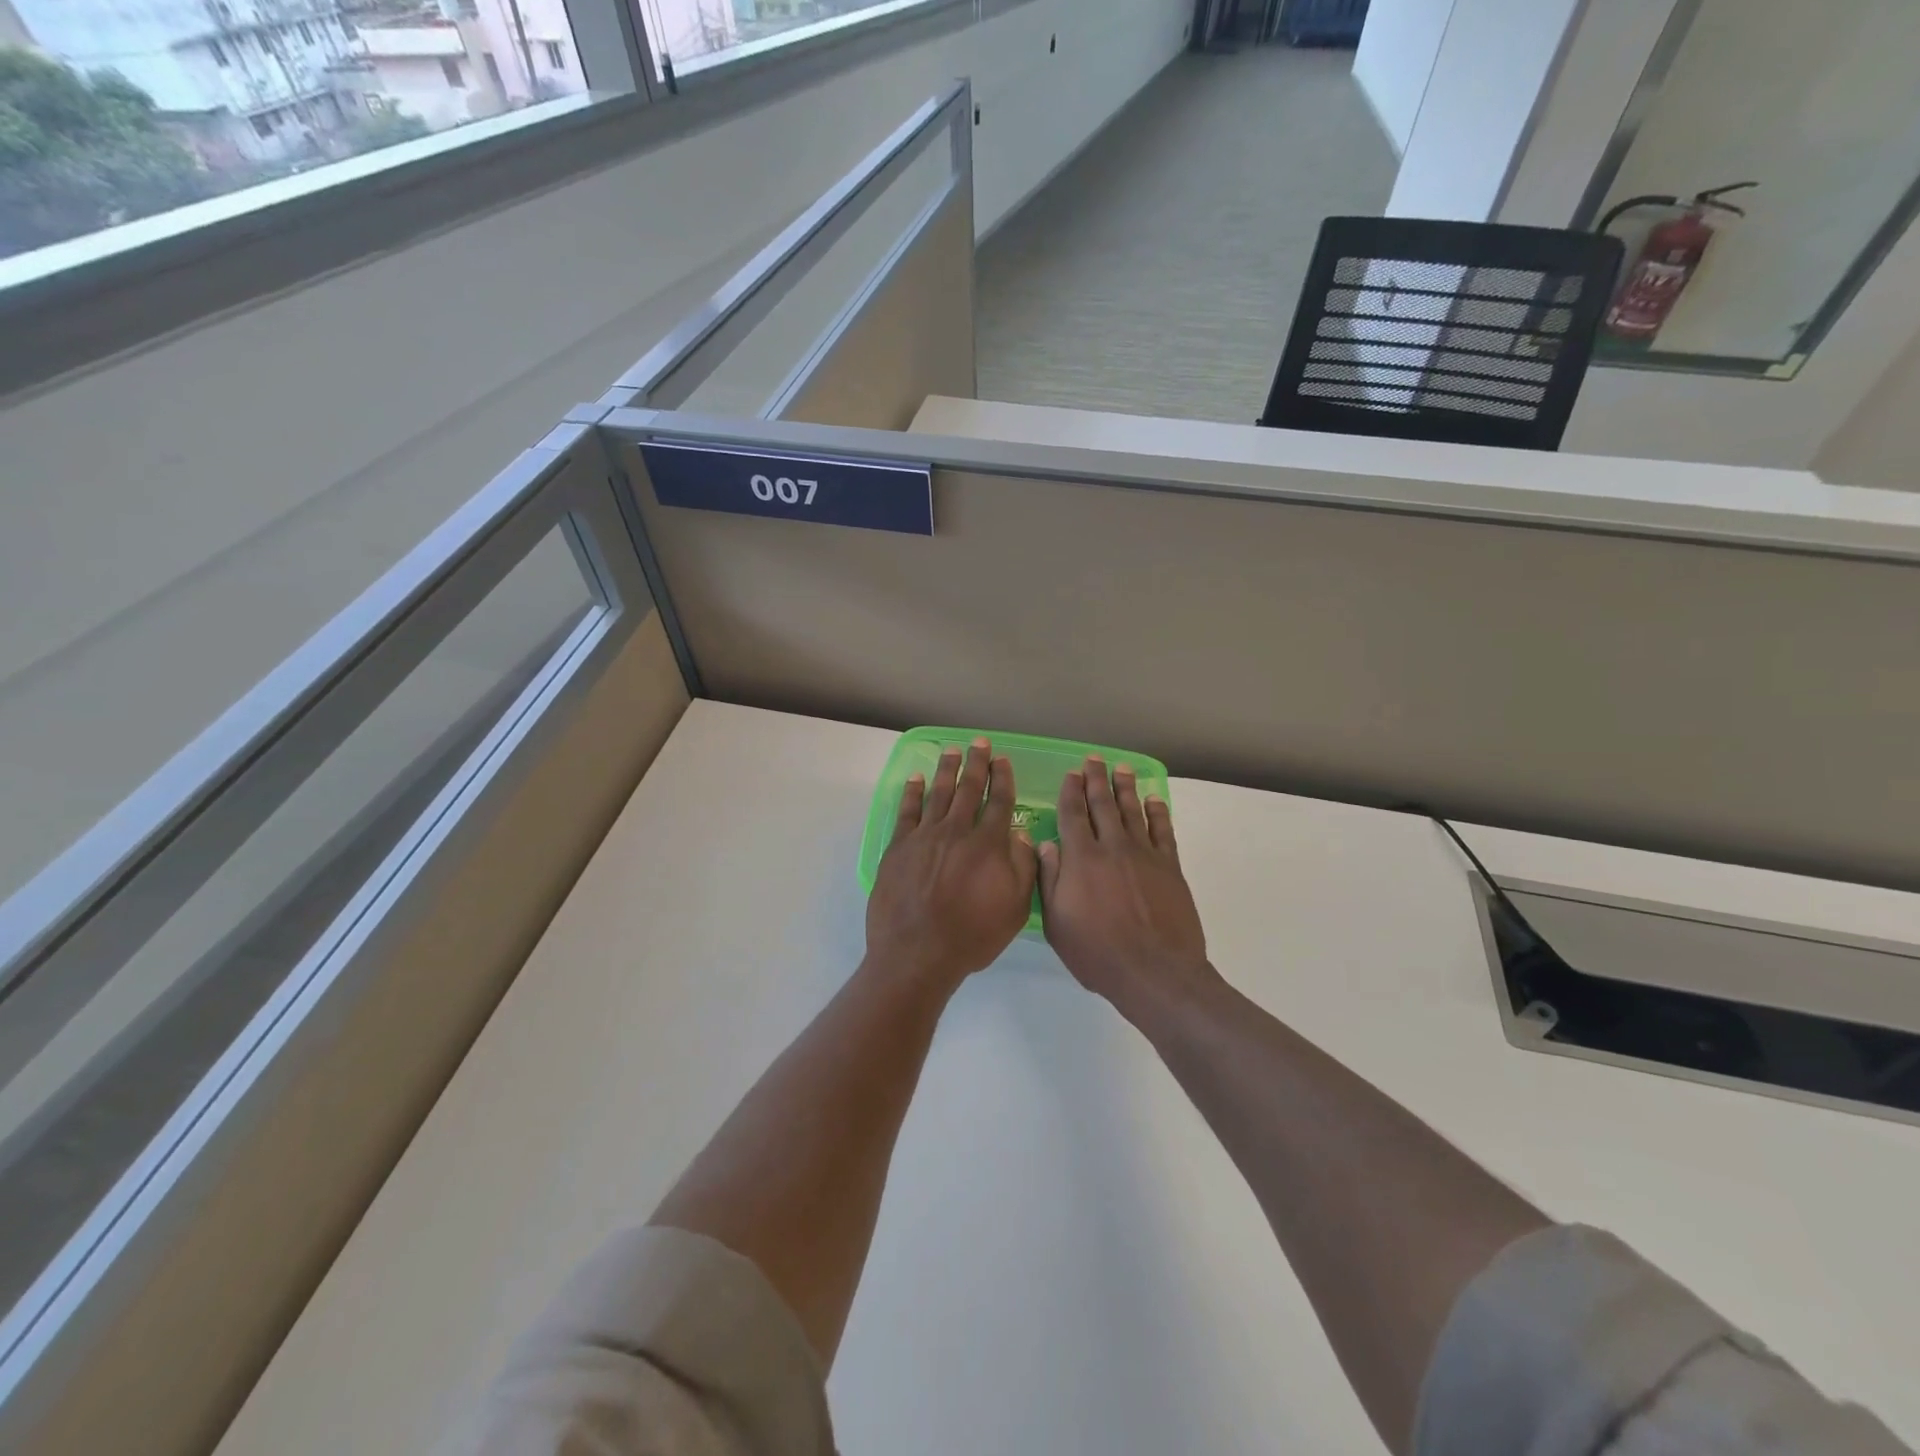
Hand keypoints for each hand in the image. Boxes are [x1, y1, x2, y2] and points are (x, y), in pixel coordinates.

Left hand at [865, 738, 1038, 992]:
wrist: (917, 953)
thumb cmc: (971, 936)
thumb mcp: (1015, 909)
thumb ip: (1023, 868)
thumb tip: (1020, 836)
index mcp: (988, 845)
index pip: (999, 802)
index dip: (1003, 779)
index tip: (1003, 760)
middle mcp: (957, 831)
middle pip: (968, 789)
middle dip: (976, 763)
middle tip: (979, 742)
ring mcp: (924, 837)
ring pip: (938, 793)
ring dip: (946, 769)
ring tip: (951, 750)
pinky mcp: (898, 847)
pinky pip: (907, 811)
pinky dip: (912, 792)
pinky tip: (916, 779)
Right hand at [1038, 757, 1216, 1015]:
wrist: (1155, 971)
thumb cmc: (1098, 953)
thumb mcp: (1057, 923)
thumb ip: (1050, 880)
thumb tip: (1046, 845)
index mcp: (1081, 859)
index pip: (1073, 814)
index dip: (1071, 791)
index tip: (1071, 773)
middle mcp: (1112, 847)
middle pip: (1103, 805)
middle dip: (1096, 779)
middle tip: (1094, 759)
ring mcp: (1144, 854)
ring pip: (1133, 811)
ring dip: (1125, 788)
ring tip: (1122, 769)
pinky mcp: (1169, 866)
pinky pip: (1163, 830)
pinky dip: (1158, 812)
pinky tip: (1153, 800)